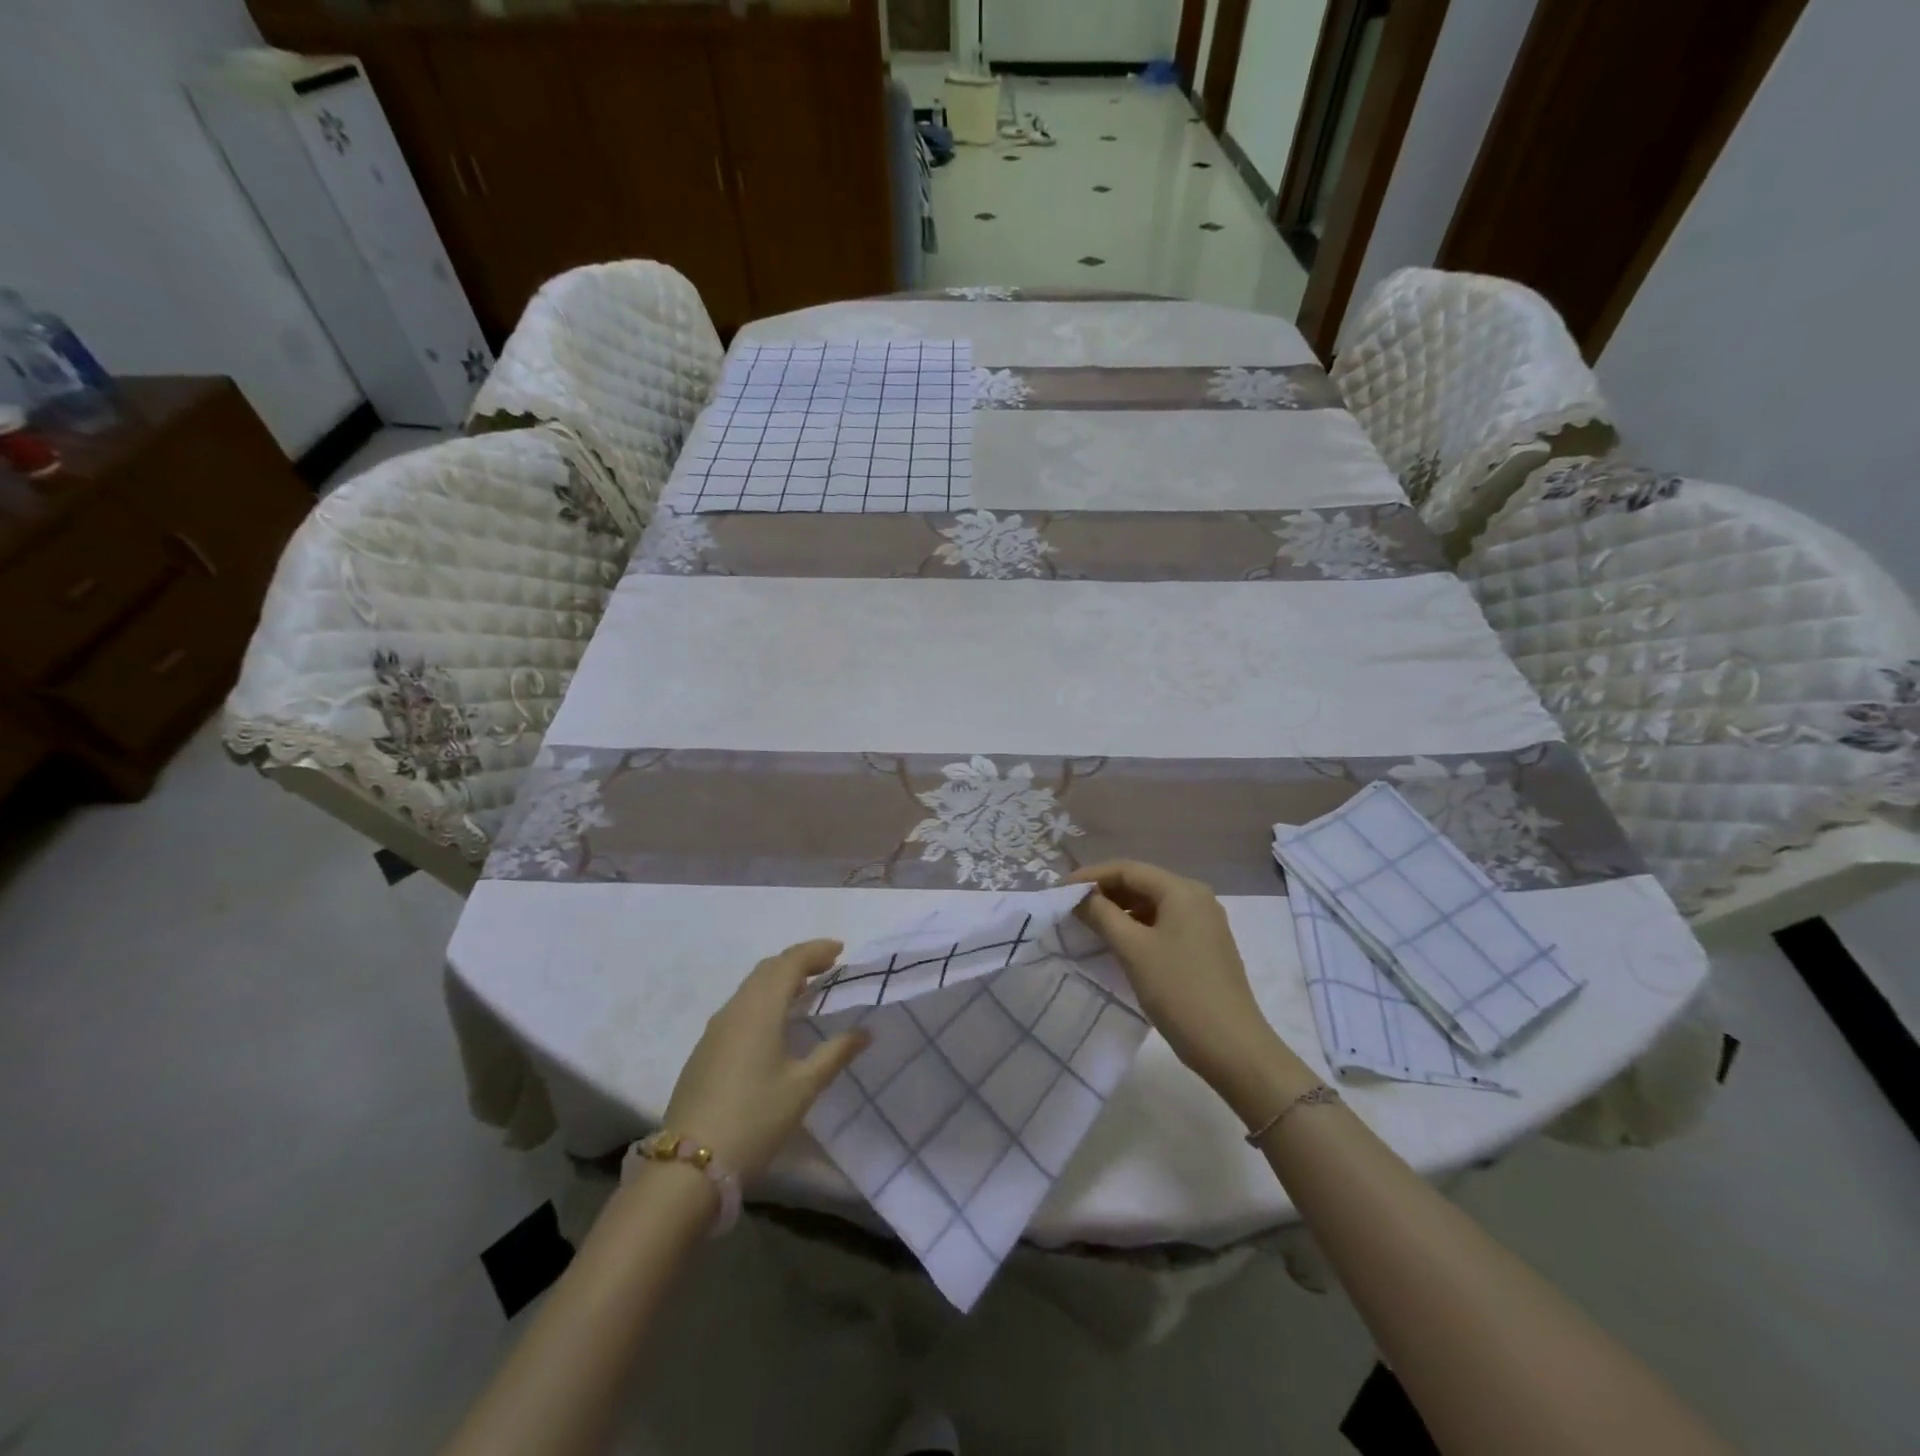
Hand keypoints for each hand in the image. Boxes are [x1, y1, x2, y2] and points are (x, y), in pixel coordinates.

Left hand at [661, 940, 868, 1177]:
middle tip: (827, 966)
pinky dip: (764, 999)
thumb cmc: (755, 1119)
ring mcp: (715, 1029)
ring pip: (751, 987)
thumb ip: (836, 1053)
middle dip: (798, 961)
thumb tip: (865, 1031)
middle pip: (768, 969)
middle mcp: (735, 1009)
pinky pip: (740, 1006)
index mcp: (760, 1009)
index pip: (790, 962)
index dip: (815, 951)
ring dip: (779, 979)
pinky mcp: (705, 1049)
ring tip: (806, 989)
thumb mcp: (803, 1087)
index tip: (841, 950)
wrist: (689, 1165)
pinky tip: (775, 1021)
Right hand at [1069, 861, 1311, 1124]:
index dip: (1091, 876)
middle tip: (1069, 907)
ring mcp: (1203, 923)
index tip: (1059, 890)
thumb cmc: (1179, 991)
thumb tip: (1079, 896)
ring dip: (1119, 910)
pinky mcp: (1204, 947)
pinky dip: (1136, 927)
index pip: (1128, 869)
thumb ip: (1102, 915)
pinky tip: (1116, 942)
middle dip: (1104, 892)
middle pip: (1141, 883)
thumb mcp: (1133, 949)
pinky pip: (1162, 924)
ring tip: (1087, 924)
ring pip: (1151, 905)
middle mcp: (1196, 898)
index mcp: (1182, 891)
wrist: (1232, 1047)